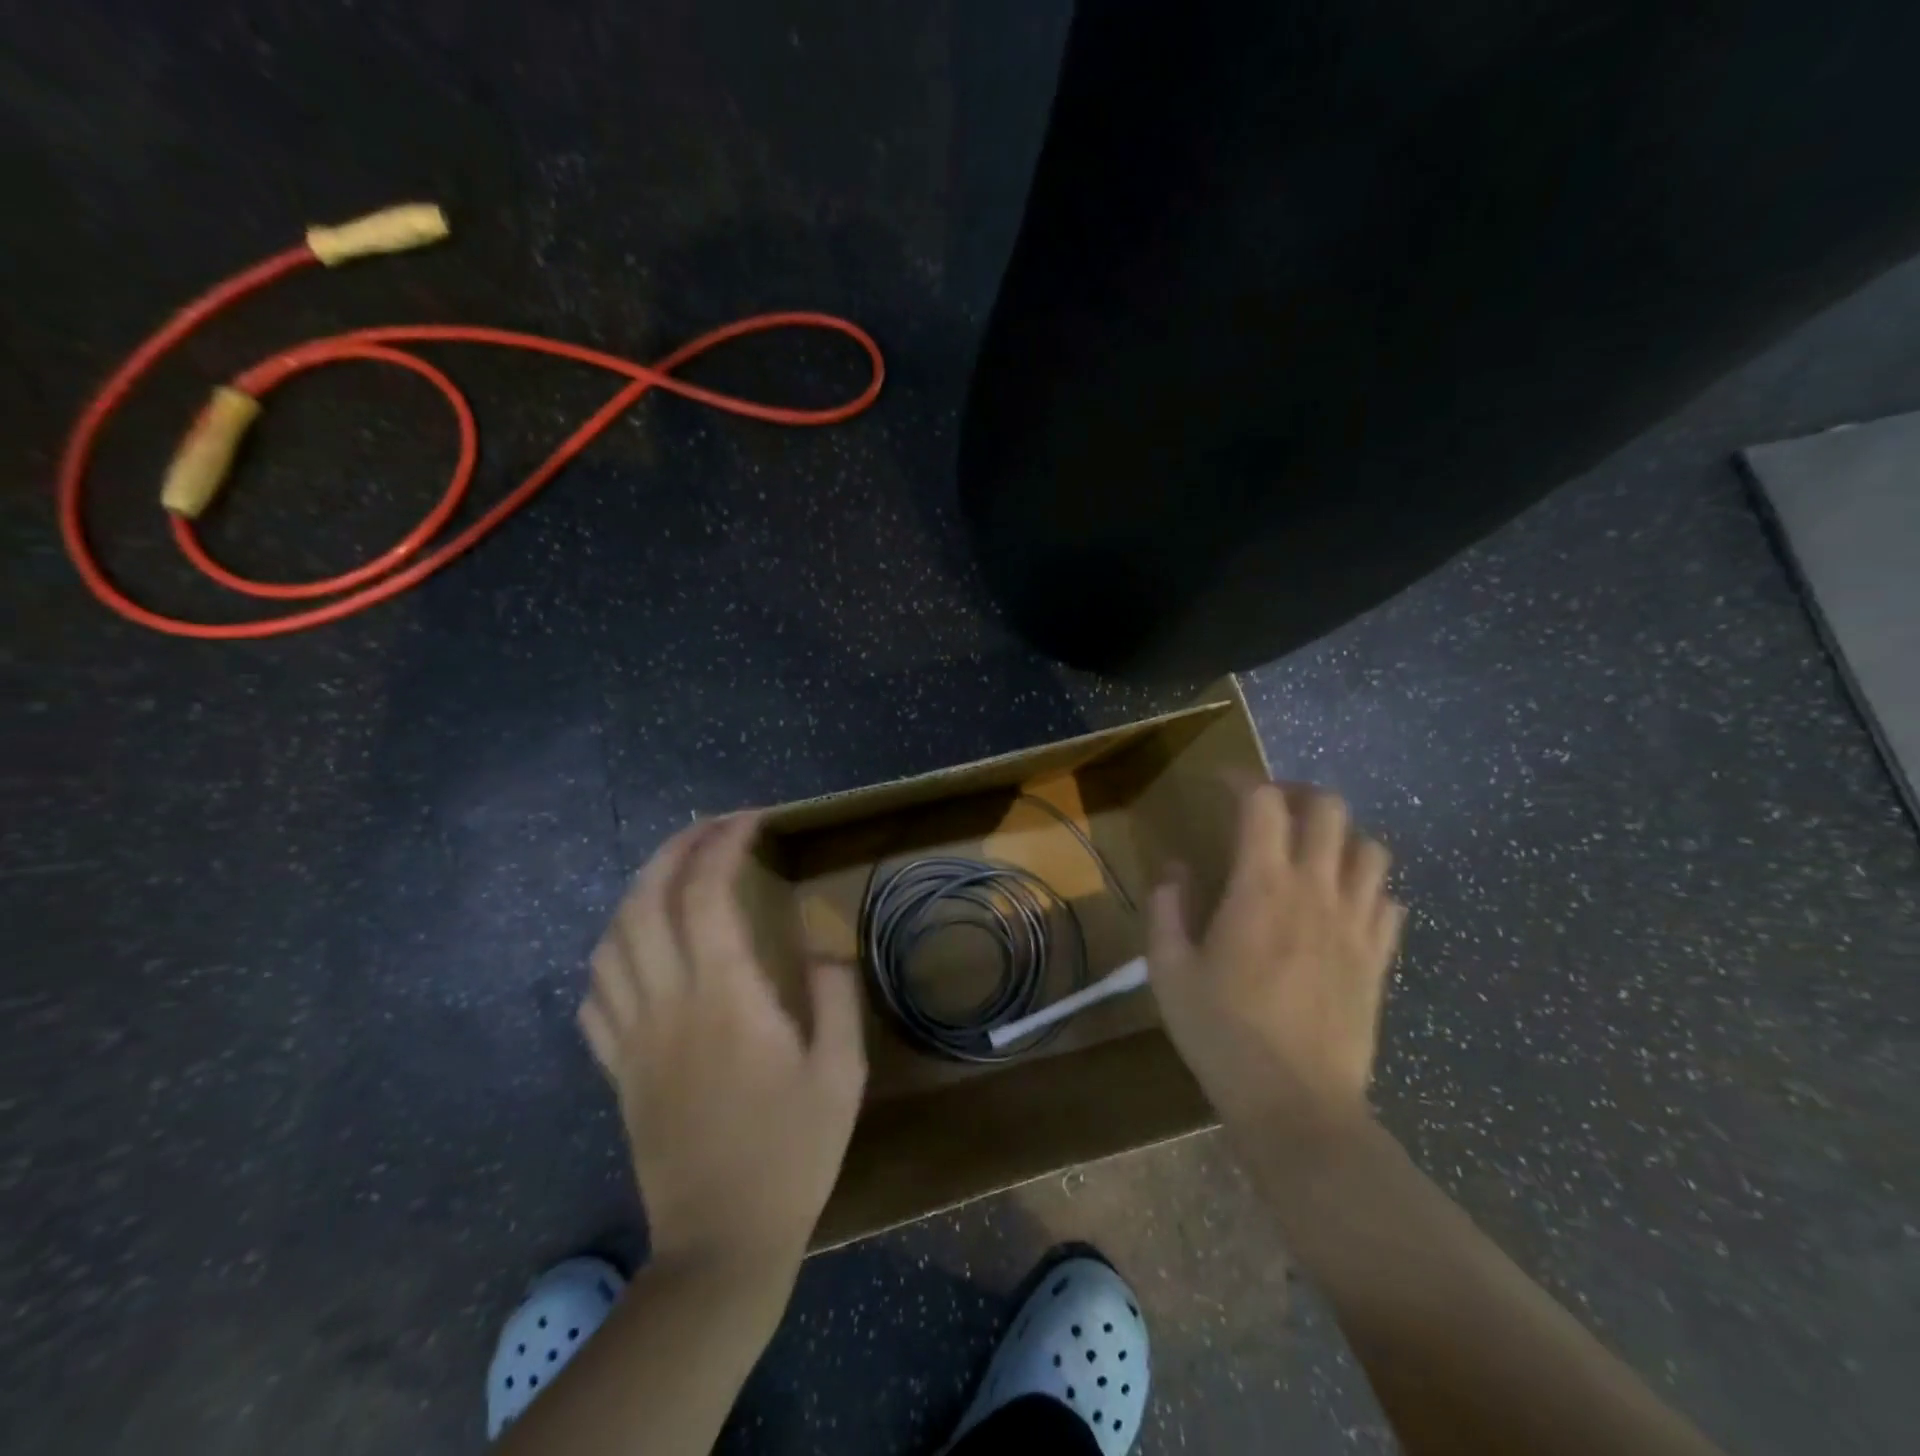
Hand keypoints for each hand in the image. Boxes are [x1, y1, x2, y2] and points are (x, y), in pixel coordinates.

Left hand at [579, 812, 866, 1273]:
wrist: (721, 1244)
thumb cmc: (791, 1154)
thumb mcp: (840, 1073)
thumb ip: (835, 997)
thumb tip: (821, 947)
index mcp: (725, 997)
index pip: (705, 894)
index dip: (722, 844)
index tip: (751, 821)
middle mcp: (668, 1003)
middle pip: (646, 901)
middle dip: (674, 849)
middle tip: (711, 828)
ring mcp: (633, 1036)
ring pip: (612, 940)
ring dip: (638, 891)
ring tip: (673, 874)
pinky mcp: (618, 1069)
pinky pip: (596, 994)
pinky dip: (612, 953)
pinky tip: (637, 949)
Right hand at [1147, 782, 1405, 1139]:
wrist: (1297, 1105)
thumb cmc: (1223, 1034)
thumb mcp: (1169, 971)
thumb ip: (1167, 909)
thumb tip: (1176, 870)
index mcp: (1261, 886)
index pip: (1263, 803)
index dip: (1243, 780)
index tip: (1222, 784)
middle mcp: (1316, 890)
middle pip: (1329, 809)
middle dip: (1299, 794)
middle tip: (1270, 810)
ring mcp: (1357, 924)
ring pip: (1371, 849)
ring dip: (1340, 838)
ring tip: (1311, 854)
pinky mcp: (1379, 959)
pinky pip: (1389, 901)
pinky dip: (1368, 888)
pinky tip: (1342, 905)